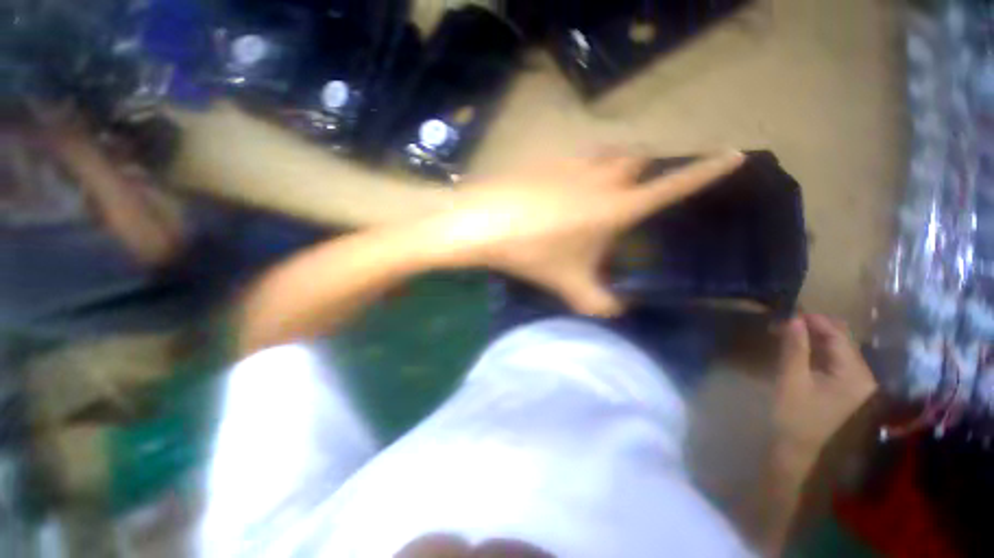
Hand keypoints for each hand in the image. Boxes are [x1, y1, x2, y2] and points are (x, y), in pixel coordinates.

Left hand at [419, 151, 745, 315]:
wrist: (486, 223)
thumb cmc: (532, 251)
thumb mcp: (568, 283)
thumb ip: (598, 302)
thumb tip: (617, 312)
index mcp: (616, 206)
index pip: (674, 186)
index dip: (707, 171)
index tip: (735, 155)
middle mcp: (602, 177)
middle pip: (639, 161)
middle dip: (646, 171)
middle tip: (639, 190)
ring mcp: (573, 164)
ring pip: (609, 155)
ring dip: (616, 166)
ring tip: (607, 187)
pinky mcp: (548, 161)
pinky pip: (578, 158)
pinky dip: (584, 168)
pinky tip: (568, 188)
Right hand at [774, 314, 877, 462]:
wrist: (797, 449)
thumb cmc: (794, 415)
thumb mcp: (791, 379)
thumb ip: (795, 348)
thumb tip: (793, 318)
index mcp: (855, 374)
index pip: (838, 336)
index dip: (814, 320)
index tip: (788, 311)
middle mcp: (863, 375)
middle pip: (841, 340)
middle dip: (814, 327)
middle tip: (785, 321)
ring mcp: (857, 382)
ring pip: (837, 348)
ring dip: (814, 337)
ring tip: (787, 331)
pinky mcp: (846, 387)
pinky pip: (834, 359)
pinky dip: (817, 349)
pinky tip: (799, 347)